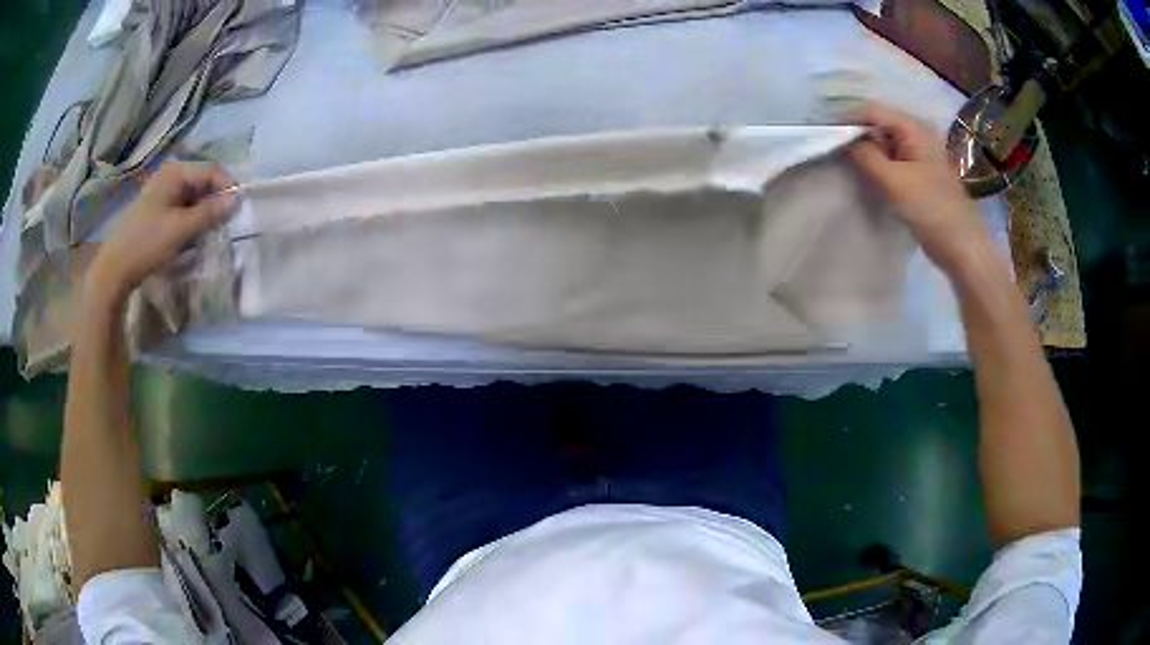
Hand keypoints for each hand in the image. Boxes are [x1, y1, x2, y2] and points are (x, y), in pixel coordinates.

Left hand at [86, 163, 237, 310]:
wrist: (116, 268)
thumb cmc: (147, 243)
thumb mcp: (181, 229)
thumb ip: (210, 213)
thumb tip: (238, 199)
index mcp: (176, 172)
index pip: (212, 171)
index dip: (228, 187)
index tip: (240, 209)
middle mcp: (171, 176)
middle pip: (203, 183)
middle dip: (216, 202)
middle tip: (227, 224)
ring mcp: (163, 192)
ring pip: (194, 197)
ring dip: (205, 214)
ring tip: (212, 233)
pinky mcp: (159, 209)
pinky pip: (184, 208)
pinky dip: (193, 220)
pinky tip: (194, 236)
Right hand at [846, 102, 991, 273]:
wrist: (960, 245)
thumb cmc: (931, 209)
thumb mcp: (894, 181)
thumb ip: (866, 156)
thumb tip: (845, 141)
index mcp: (914, 128)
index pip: (873, 111)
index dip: (849, 120)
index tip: (828, 137)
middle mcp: (917, 134)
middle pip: (878, 124)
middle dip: (857, 135)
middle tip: (836, 152)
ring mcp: (919, 154)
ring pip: (884, 142)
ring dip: (867, 151)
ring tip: (849, 164)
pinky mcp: (919, 172)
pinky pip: (893, 158)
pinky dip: (879, 163)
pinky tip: (869, 176)